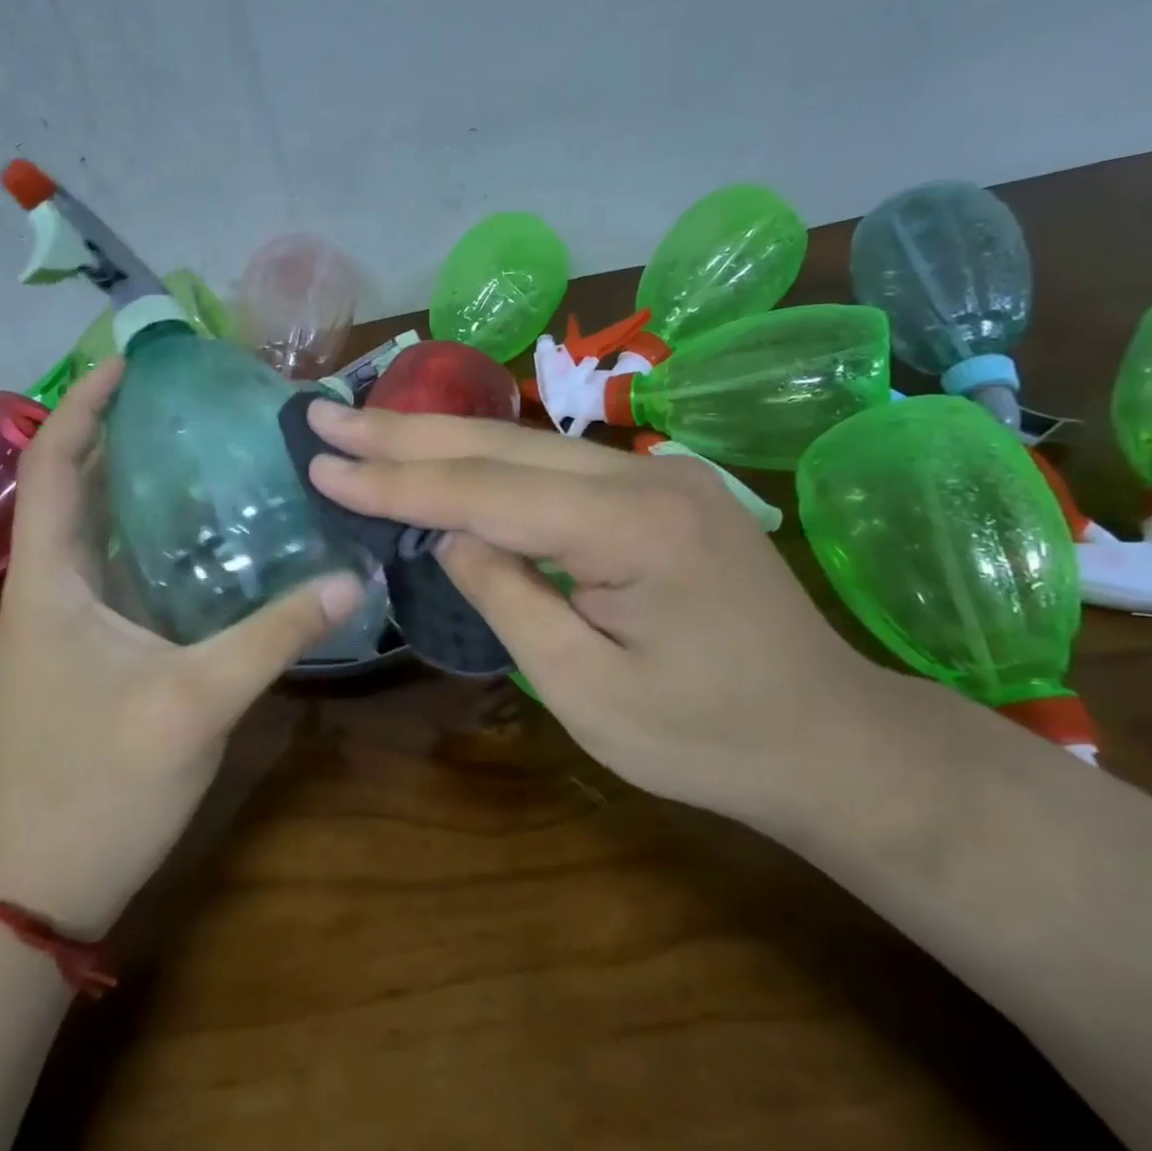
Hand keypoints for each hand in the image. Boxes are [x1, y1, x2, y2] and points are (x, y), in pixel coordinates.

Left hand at [0, 359, 363, 936]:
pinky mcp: (93, 654)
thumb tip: (351, 580)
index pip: (53, 466)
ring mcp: (70, 625)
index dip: (83, 405)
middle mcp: (51, 590)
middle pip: (76, 488)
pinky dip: (156, 541)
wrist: (38, 884)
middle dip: (121, 433)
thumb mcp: (194, 704)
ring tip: (208, 451)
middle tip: (192, 402)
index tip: (132, 362)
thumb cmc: (96, 787)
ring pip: (100, 532)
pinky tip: (211, 541)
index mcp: (49, 582)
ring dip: (139, 486)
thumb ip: (273, 637)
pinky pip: (121, 574)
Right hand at [305, 400, 889, 817]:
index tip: (323, 463)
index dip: (397, 482)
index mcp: (632, 529)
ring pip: (525, 445)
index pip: (486, 492)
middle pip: (500, 445)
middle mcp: (645, 475)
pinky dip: (486, 459)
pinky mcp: (657, 487)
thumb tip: (453, 534)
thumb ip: (510, 598)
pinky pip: (554, 465)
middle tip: (324, 414)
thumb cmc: (705, 736)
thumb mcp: (586, 690)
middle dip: (402, 433)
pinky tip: (443, 452)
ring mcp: (657, 473)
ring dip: (438, 438)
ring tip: (363, 427)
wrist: (827, 735)